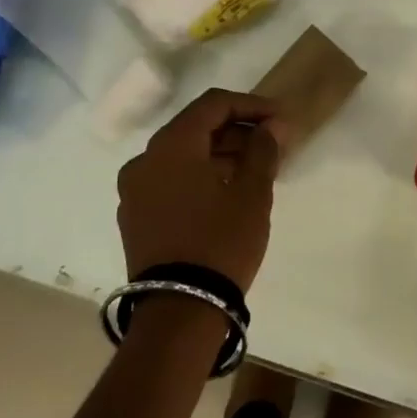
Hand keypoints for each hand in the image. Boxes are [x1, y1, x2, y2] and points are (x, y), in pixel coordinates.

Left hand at [116, 89, 282, 290]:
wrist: (178, 313)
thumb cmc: (220, 242)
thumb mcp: (252, 193)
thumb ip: (263, 150)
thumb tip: (273, 126)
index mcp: (171, 146)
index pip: (214, 104)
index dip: (252, 105)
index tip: (281, 118)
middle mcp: (144, 160)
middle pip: (196, 127)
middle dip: (237, 130)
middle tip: (273, 142)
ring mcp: (134, 191)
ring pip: (183, 156)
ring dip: (220, 154)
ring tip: (256, 168)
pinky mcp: (135, 218)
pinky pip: (171, 180)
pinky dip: (200, 176)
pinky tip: (228, 192)